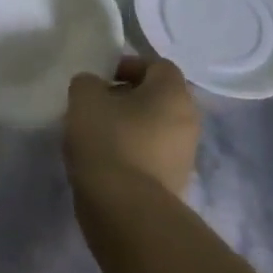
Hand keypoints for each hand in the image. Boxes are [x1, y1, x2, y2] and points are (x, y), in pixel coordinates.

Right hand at [65, 57, 200, 197]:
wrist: (126, 207)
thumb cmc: (108, 141)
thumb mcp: (84, 98)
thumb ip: (87, 82)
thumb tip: (94, 86)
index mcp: (173, 93)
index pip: (157, 65)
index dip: (128, 65)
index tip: (100, 78)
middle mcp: (188, 119)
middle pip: (158, 97)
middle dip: (127, 97)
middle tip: (95, 105)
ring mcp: (185, 153)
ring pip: (154, 126)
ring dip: (128, 125)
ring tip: (95, 135)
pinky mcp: (174, 180)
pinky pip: (151, 153)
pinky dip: (131, 151)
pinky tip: (105, 160)